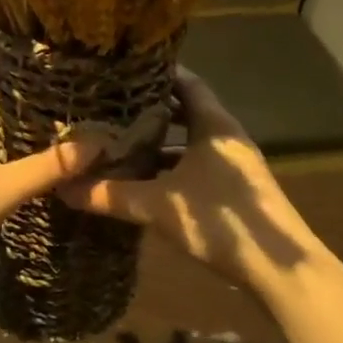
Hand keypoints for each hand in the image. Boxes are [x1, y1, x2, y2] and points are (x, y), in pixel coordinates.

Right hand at [60, 69, 333, 297]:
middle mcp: (226, 137)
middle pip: (185, 112)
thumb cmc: (220, 221)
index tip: (121, 72)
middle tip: (109, 109)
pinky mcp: (234, 192)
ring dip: (158, 145)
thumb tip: (64, 188)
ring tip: (119, 144)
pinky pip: (195, 167)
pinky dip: (170, 170)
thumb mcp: (159, 206)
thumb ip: (111, 196)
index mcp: (214, 125)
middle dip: (149, 112)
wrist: (278, 269)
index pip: (185, 82)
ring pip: (189, 144)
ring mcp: (233, 165)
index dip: (155, 74)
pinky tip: (144, 183)